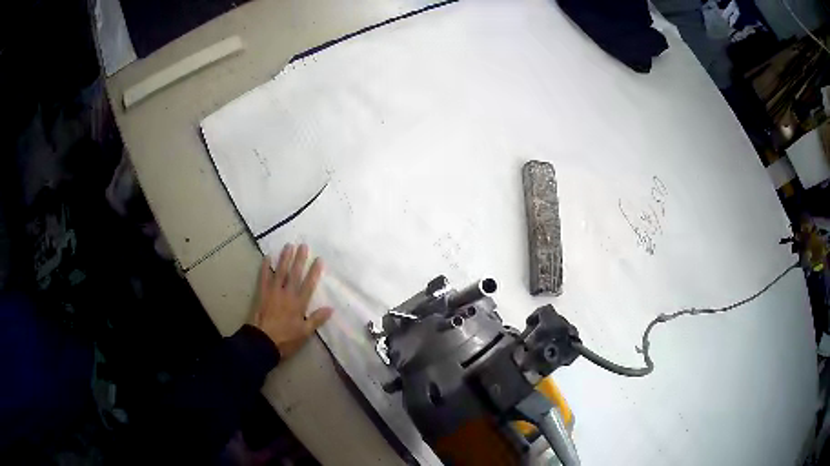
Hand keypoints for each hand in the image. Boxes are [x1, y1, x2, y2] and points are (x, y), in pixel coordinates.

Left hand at [252, 244, 333, 358]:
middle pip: (295, 274)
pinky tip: (267, 257)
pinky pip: (264, 278)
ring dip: (284, 258)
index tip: (318, 259)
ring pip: (280, 272)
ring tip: (288, 246)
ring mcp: (273, 292)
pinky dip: (265, 267)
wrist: (263, 342)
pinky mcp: (262, 294)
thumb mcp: (305, 333)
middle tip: (303, 245)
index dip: (314, 271)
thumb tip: (331, 308)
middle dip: (299, 259)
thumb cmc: (286, 339)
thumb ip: (316, 319)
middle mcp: (287, 294)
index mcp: (299, 304)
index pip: (309, 284)